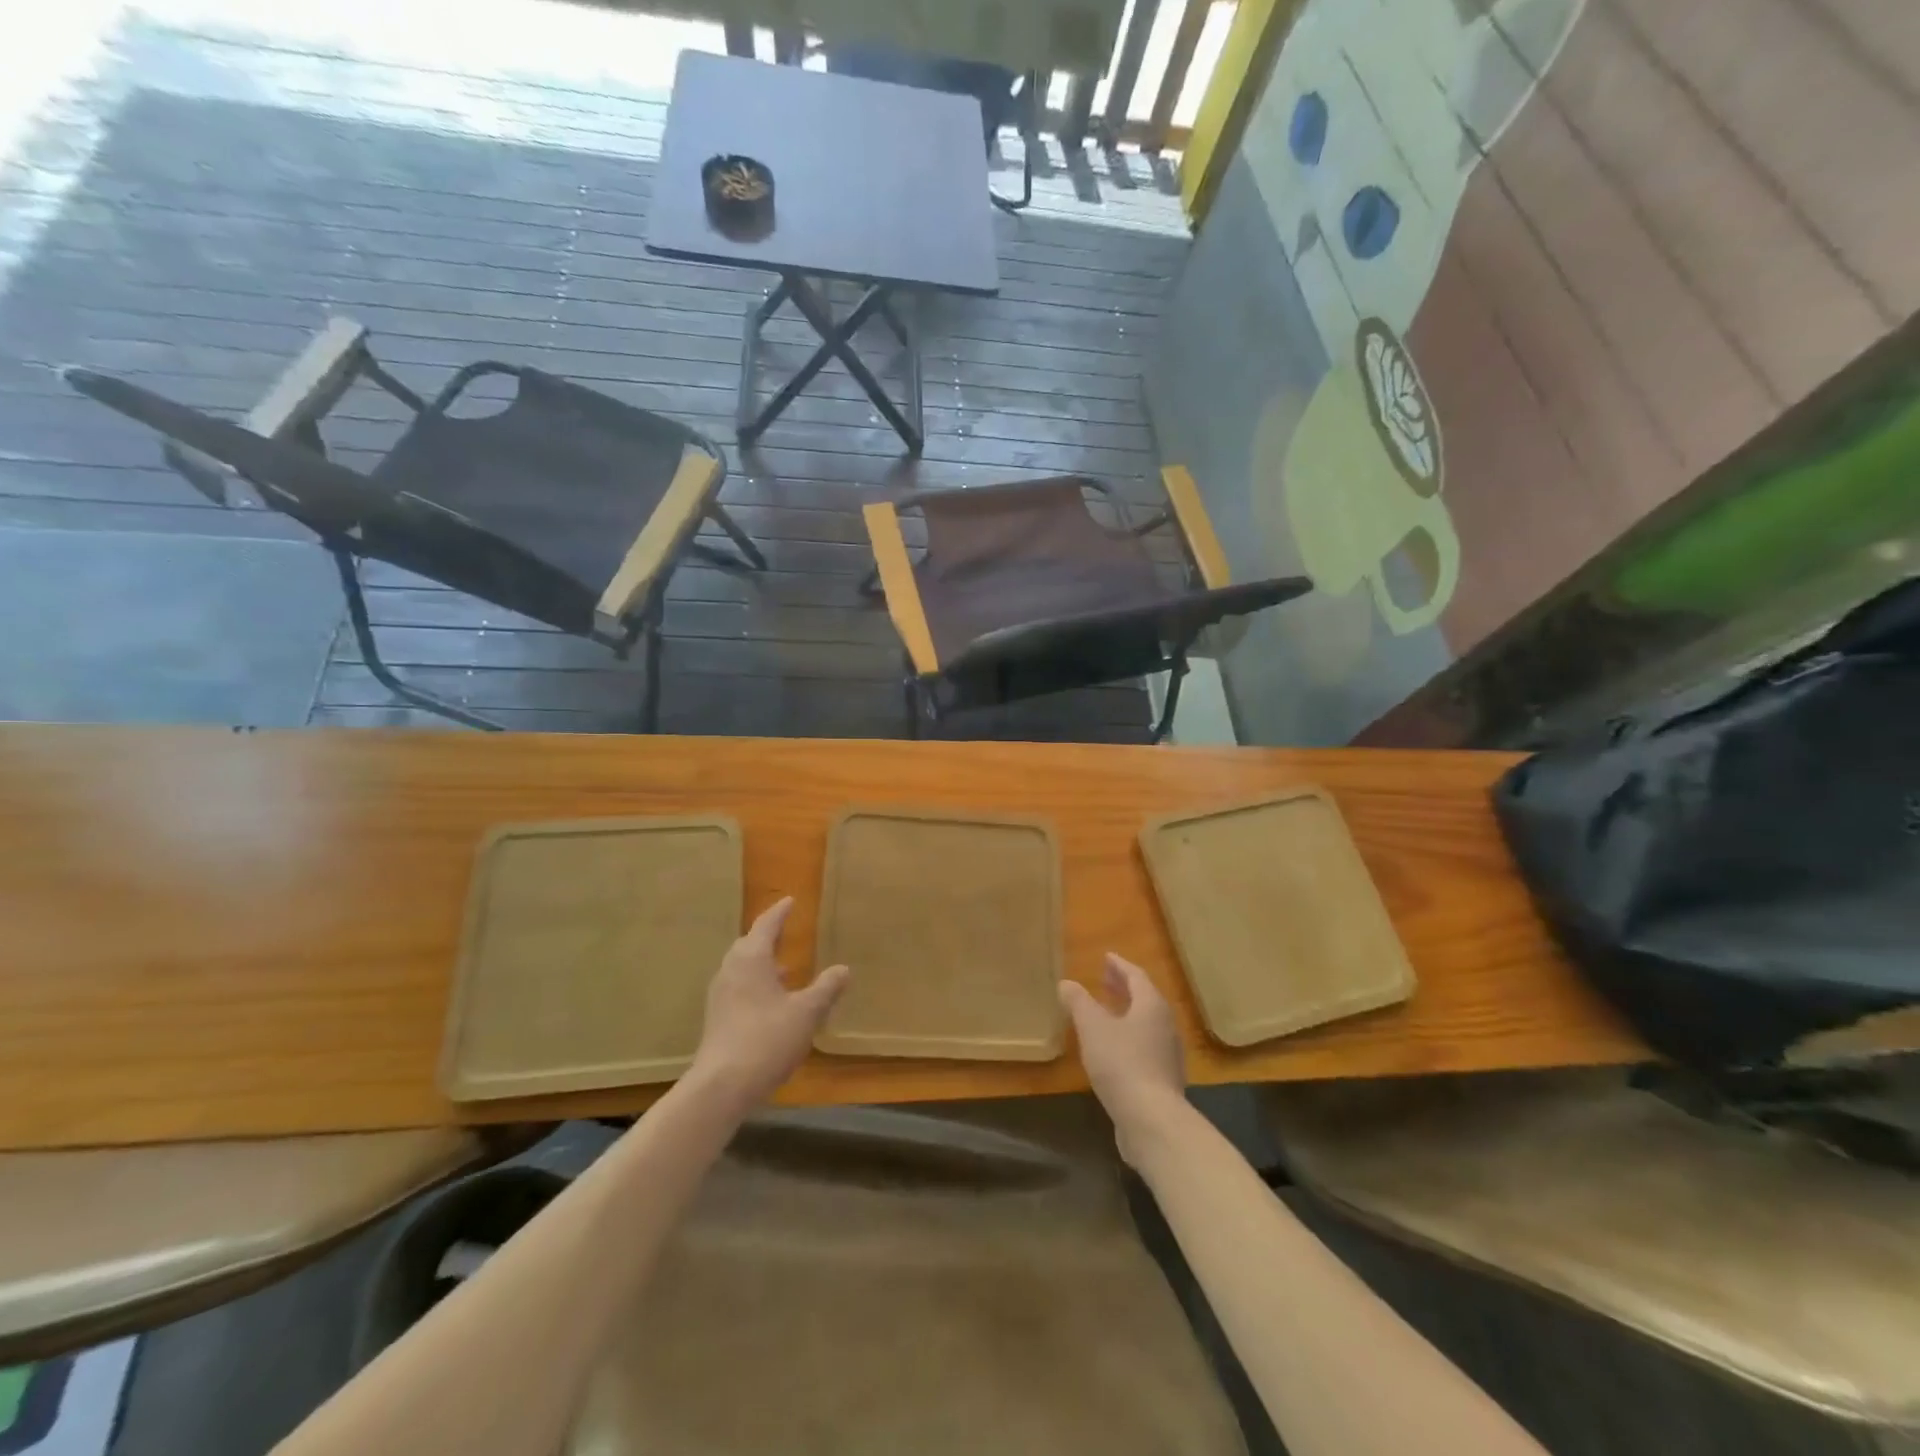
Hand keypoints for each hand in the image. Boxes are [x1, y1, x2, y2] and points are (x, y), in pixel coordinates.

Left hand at [690, 897, 848, 1108]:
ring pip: (742, 968)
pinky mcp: (717, 1019)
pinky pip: (738, 988)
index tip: (790, 901)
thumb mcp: (807, 1012)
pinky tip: (772, 1002)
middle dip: (767, 937)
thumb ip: (826, 989)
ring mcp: (720, 996)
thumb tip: (843, 969)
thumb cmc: (767, 1039)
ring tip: (784, 969)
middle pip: (748, 945)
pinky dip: (756, 984)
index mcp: (751, 959)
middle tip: (784, 931)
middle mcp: (731, 971)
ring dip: (762, 963)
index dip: (779, 912)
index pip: (766, 925)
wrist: (722, 1086)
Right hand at [1059, 954, 1185, 1156]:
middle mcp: (1165, 1024)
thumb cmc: (1121, 1063)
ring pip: (1146, 1022)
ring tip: (1106, 1012)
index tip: (1106, 957)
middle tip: (1105, 979)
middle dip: (1124, 987)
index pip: (1136, 976)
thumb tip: (1066, 983)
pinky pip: (1146, 1044)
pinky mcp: (1164, 1078)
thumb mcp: (1092, 1028)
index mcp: (1151, 1005)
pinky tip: (1113, 1048)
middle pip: (1145, 998)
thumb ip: (1079, 1002)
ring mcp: (1168, 1053)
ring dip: (1127, 1012)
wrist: (1152, 1120)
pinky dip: (1129, 1036)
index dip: (1119, 965)